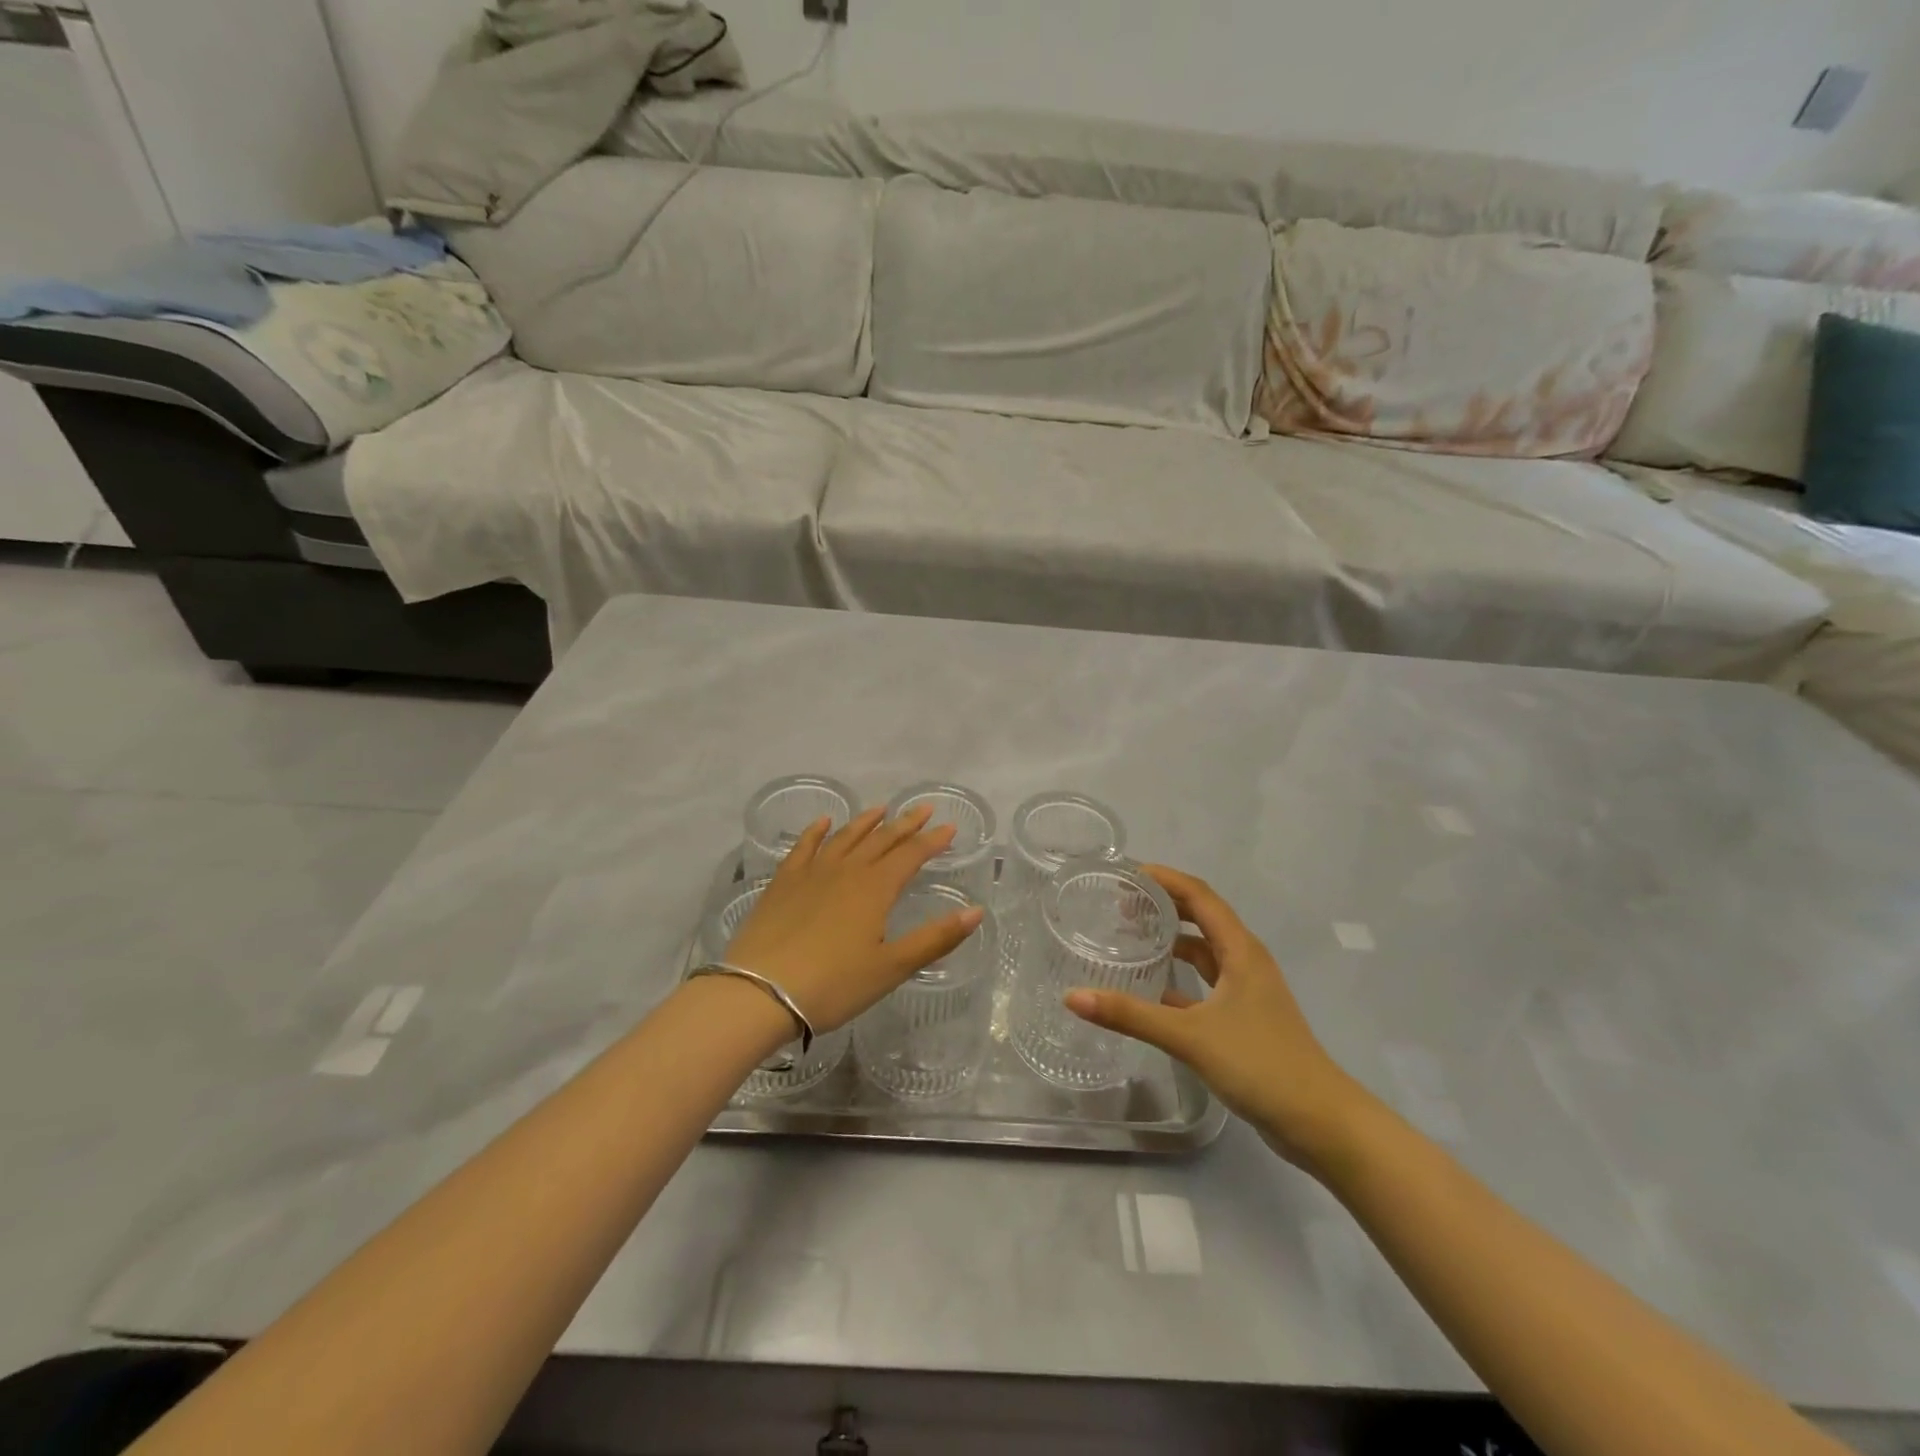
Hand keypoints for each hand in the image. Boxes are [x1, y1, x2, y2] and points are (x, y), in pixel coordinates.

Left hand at [721, 807, 984, 1034]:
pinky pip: (804, 846)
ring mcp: (811, 873)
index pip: (910, 855)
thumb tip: (976, 911)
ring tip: (881, 809)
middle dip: (905, 824)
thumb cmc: (833, 985)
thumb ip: (935, 938)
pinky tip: (824, 822)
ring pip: (845, 837)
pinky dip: (816, 831)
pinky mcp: (783, 883)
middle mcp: (846, 870)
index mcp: (875, 889)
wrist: (760, 993)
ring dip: (866, 822)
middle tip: (924, 808)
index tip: (949, 827)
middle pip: (881, 839)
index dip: (932, 841)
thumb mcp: (891, 968)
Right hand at [1065, 865, 1371, 1167]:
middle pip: (1203, 917)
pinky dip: (1181, 977)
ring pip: (1205, 951)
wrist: (1319, 1122)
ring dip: (1173, 939)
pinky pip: (1207, 982)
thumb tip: (1072, 997)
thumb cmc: (1259, 1064)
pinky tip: (1153, 989)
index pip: (1200, 896)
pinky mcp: (1245, 1017)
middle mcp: (1246, 961)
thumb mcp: (1189, 1036)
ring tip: (1132, 936)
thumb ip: (1131, 1015)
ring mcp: (1248, 991)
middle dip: (1165, 904)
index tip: (1127, 873)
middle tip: (1121, 902)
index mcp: (1240, 950)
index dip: (1165, 879)